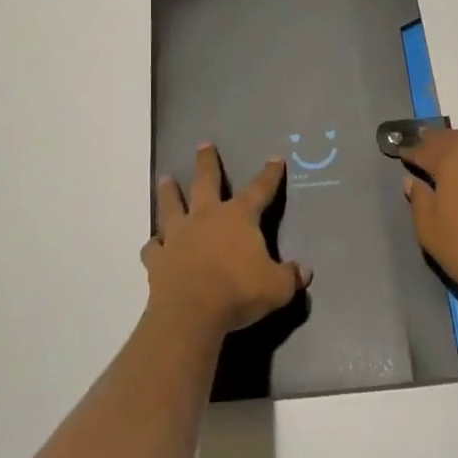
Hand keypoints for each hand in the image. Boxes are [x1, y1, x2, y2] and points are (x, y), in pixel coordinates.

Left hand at [143, 145, 309, 339]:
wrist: (192, 312)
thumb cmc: (238, 292)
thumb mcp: (276, 288)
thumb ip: (290, 277)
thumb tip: (305, 271)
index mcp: (238, 217)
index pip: (259, 190)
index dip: (269, 175)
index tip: (275, 159)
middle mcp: (206, 217)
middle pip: (205, 181)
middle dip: (207, 162)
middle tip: (203, 144)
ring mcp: (178, 235)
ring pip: (172, 205)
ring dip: (169, 192)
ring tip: (165, 178)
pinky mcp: (158, 258)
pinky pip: (153, 247)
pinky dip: (153, 244)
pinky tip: (153, 244)